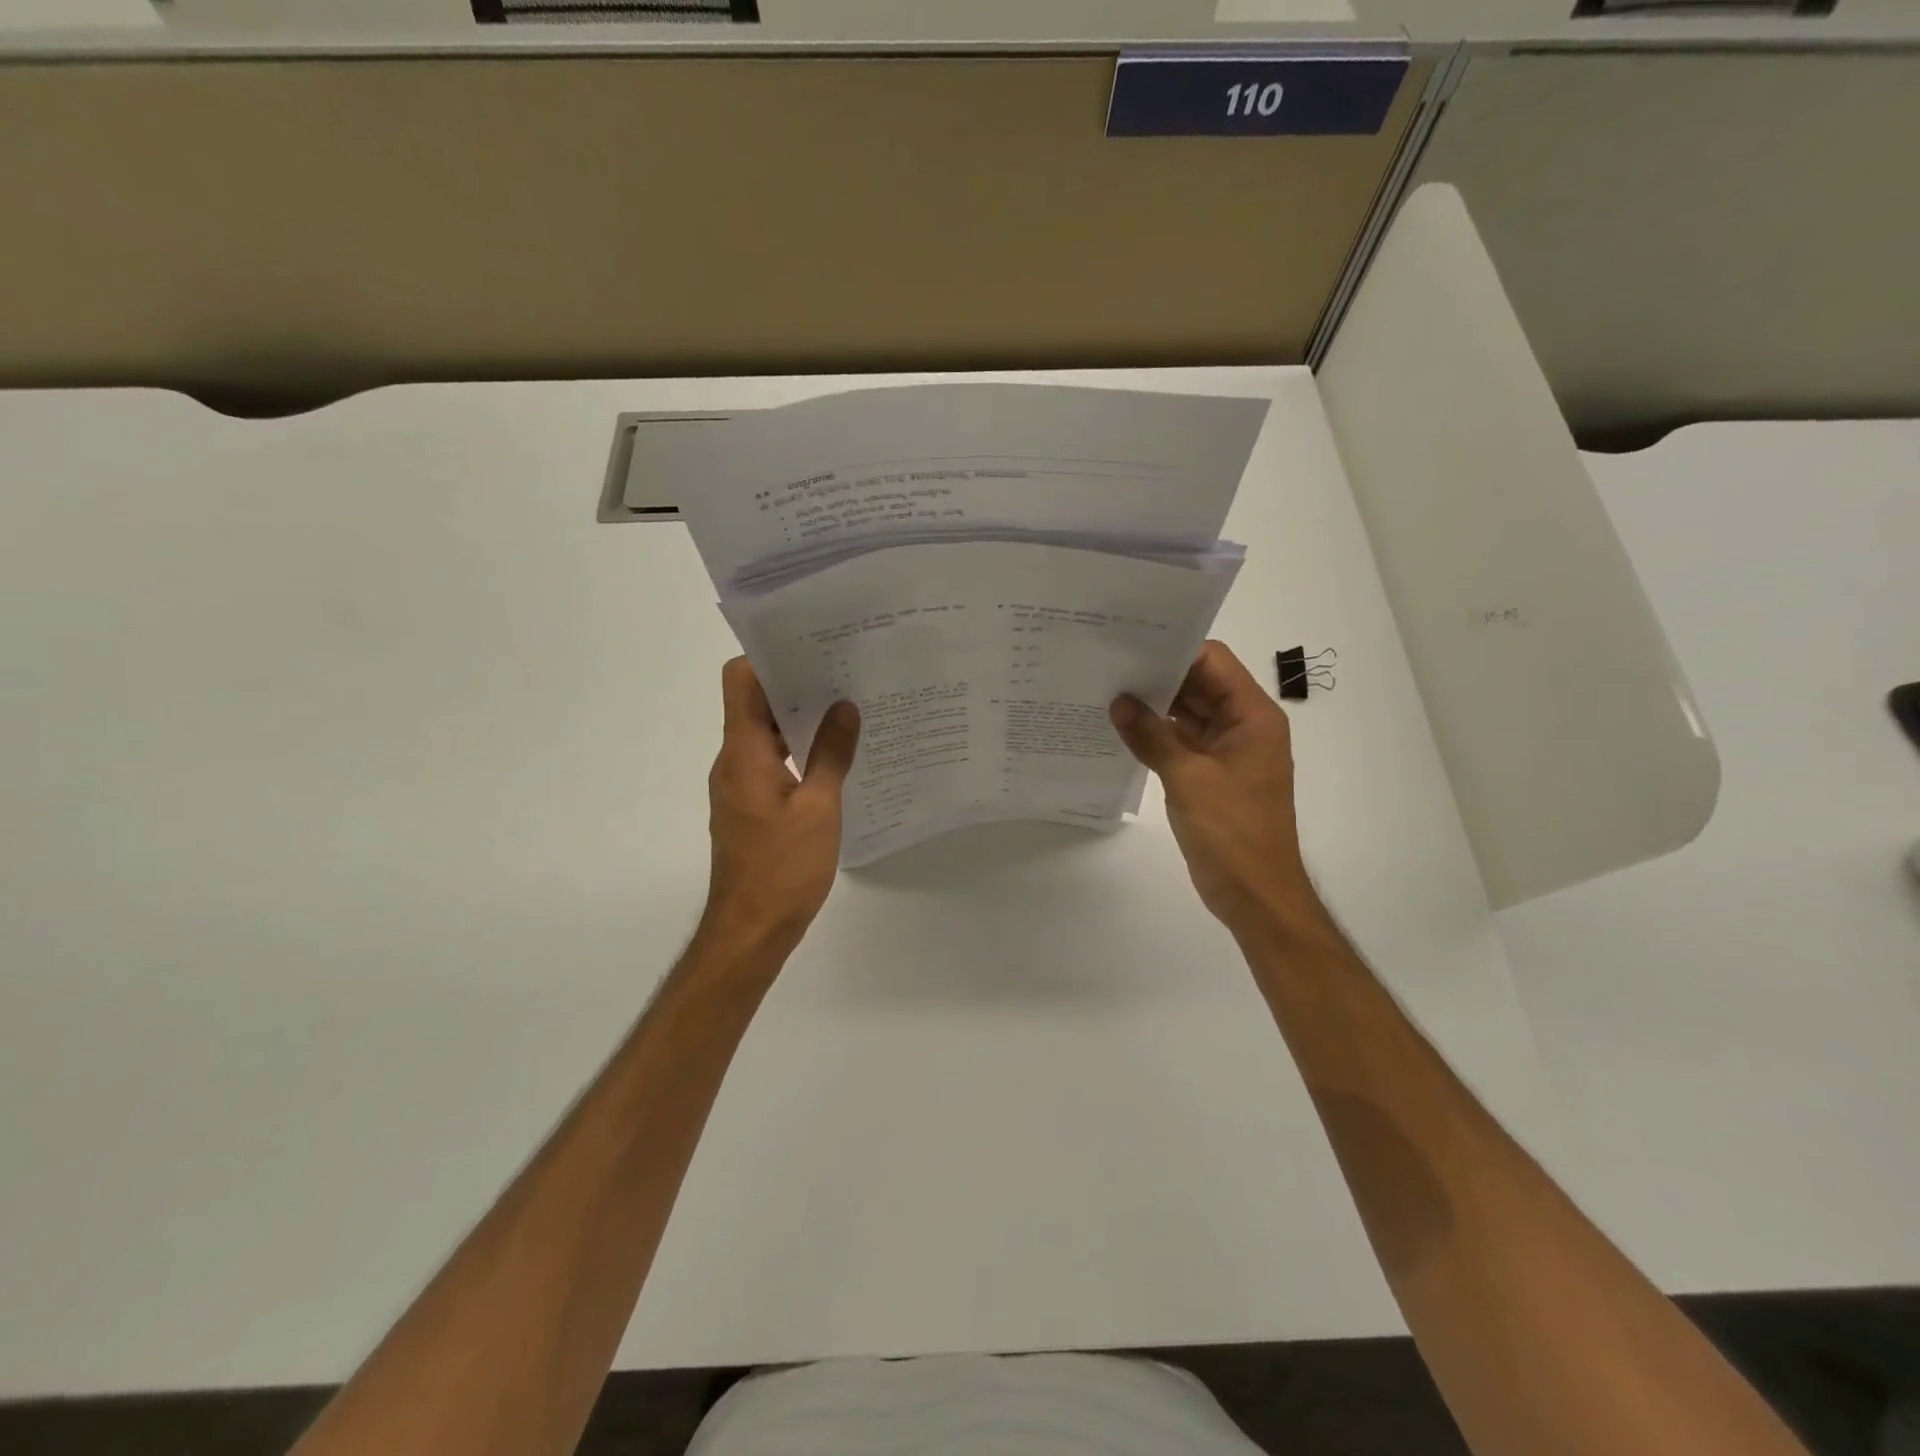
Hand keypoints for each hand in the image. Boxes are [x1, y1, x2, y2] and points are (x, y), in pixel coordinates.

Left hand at [698, 658, 860, 960]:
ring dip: (800, 720)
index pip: (740, 680)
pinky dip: (798, 752)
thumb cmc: (783, 868)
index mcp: (743, 752)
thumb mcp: (819, 808)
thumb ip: (832, 753)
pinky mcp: (750, 807)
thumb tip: (845, 707)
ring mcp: (739, 785)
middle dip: (796, 685)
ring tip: (848, 710)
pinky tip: (836, 758)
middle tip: (846, 674)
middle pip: (755, 703)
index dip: (770, 657)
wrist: (751, 930)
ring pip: (766, 734)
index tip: (813, 648)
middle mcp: (733, 761)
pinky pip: (772, 762)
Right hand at [1110, 641, 1330, 943]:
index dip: (1175, 649)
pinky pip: (1182, 742)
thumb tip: (1118, 702)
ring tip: (1108, 692)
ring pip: (1188, 714)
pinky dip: (1156, 735)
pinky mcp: (1210, 775)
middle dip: (1158, 676)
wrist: (1255, 894)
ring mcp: (1226, 752)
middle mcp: (1243, 726)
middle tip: (1109, 665)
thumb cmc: (1232, 832)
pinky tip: (1121, 729)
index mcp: (1252, 717)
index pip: (1213, 663)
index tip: (1130, 643)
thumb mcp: (1188, 778)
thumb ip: (1151, 736)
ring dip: (1155, 707)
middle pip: (1200, 685)